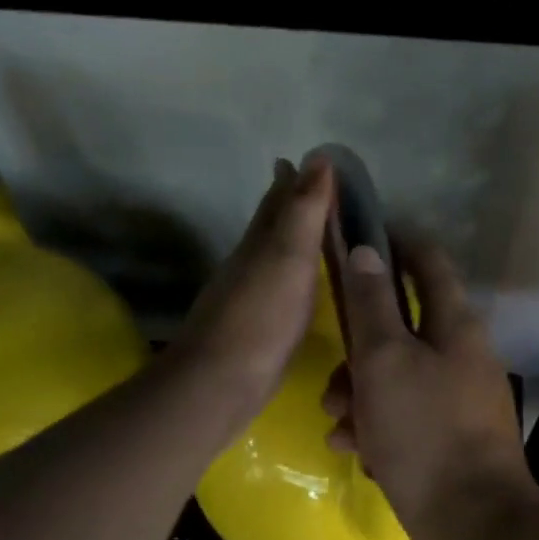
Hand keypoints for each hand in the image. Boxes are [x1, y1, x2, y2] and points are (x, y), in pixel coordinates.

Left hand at [168, 157, 333, 428]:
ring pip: (273, 259)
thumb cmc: (260, 317)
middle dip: (289, 205)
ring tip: (312, 234)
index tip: (313, 159)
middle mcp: (250, 265)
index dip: (294, 180)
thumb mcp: (287, 257)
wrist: (221, 382)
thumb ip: (302, 211)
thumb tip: (317, 157)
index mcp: (259, 244)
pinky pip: (279, 291)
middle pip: (270, 226)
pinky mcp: (257, 331)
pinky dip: (292, 279)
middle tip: (311, 187)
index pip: (278, 202)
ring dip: (290, 242)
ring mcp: (250, 299)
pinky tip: (298, 290)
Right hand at [321, 236, 538, 539]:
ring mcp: (458, 399)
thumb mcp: (385, 360)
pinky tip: (357, 451)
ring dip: (361, 394)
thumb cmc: (423, 431)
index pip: (428, 261)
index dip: (394, 242)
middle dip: (359, 349)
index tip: (355, 241)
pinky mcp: (450, 439)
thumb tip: (366, 249)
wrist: (471, 523)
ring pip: (397, 377)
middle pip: (402, 328)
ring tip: (338, 424)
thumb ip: (372, 304)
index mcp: (455, 325)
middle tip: (332, 378)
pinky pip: (405, 417)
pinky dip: (378, 427)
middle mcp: (462, 355)